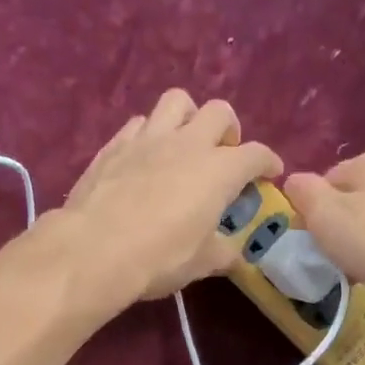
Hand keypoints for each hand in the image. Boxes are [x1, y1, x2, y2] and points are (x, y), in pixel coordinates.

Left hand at [54, 89, 281, 304]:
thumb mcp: (202, 262)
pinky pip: (139, 124)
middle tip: (224, 153)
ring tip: (184, 142)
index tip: (270, 172)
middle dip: (229, 129)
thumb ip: (224, 252)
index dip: (268, 162)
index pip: (256, 154)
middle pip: (219, 112)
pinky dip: (149, 133)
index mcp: (219, 169)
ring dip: (188, 116)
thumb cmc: (159, 257)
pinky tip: (145, 155)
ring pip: (176, 101)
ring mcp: (148, 138)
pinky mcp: (114, 145)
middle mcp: (187, 143)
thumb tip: (235, 253)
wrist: (94, 249)